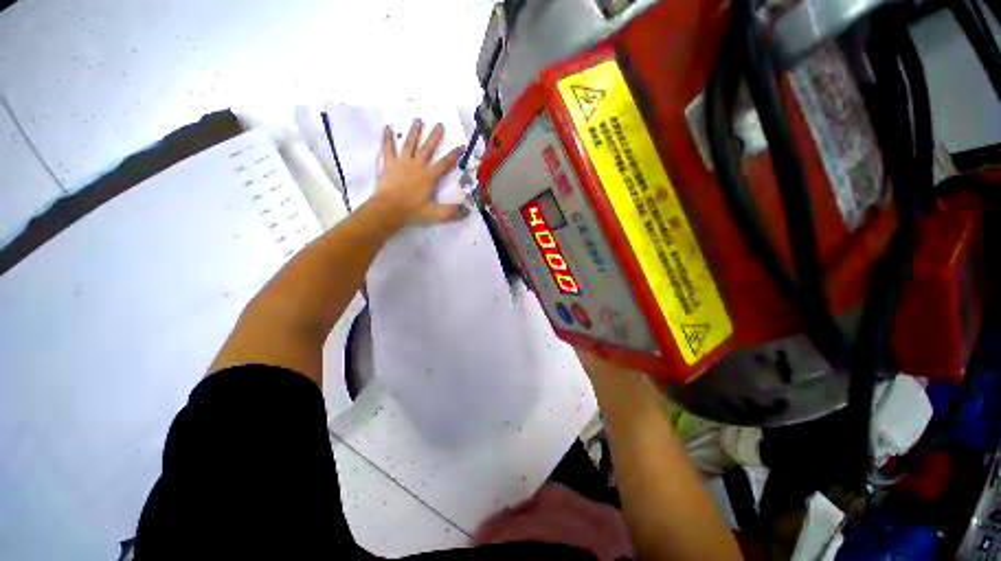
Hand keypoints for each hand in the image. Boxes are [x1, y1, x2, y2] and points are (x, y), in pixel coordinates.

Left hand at [374, 119, 467, 225]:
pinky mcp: (388, 164)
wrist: (388, 209)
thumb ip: (452, 212)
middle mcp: (417, 165)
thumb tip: (467, 211)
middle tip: (440, 124)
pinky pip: (388, 148)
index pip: (445, 163)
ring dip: (414, 132)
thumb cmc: (413, 211)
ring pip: (409, 144)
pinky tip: (387, 128)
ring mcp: (402, 162)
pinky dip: (387, 138)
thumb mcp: (436, 214)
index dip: (454, 155)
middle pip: (427, 148)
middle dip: (435, 136)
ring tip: (418, 120)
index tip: (461, 145)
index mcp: (429, 176)